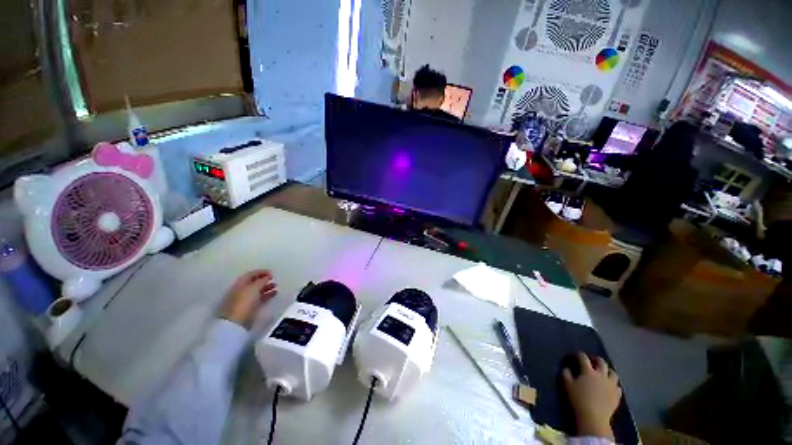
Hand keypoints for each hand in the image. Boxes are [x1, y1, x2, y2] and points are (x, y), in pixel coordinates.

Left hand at [220, 270, 277, 328]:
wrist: (236, 323)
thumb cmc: (244, 302)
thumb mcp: (253, 288)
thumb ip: (261, 281)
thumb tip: (267, 277)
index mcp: (240, 284)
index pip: (251, 274)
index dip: (261, 272)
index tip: (272, 272)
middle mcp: (242, 291)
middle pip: (254, 282)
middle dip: (264, 280)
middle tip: (274, 279)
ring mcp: (245, 300)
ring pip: (257, 291)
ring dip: (266, 287)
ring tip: (276, 286)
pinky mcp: (249, 308)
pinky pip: (260, 298)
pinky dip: (267, 295)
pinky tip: (274, 294)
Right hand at [563, 352, 621, 439]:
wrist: (593, 418)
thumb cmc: (578, 399)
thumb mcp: (566, 384)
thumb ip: (566, 373)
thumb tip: (568, 367)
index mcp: (588, 371)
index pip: (583, 357)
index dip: (577, 354)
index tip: (573, 356)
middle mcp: (601, 375)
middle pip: (601, 362)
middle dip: (595, 359)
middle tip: (591, 361)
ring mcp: (611, 385)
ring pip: (613, 373)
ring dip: (607, 370)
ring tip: (603, 372)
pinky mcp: (617, 395)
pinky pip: (617, 386)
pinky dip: (613, 383)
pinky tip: (609, 386)